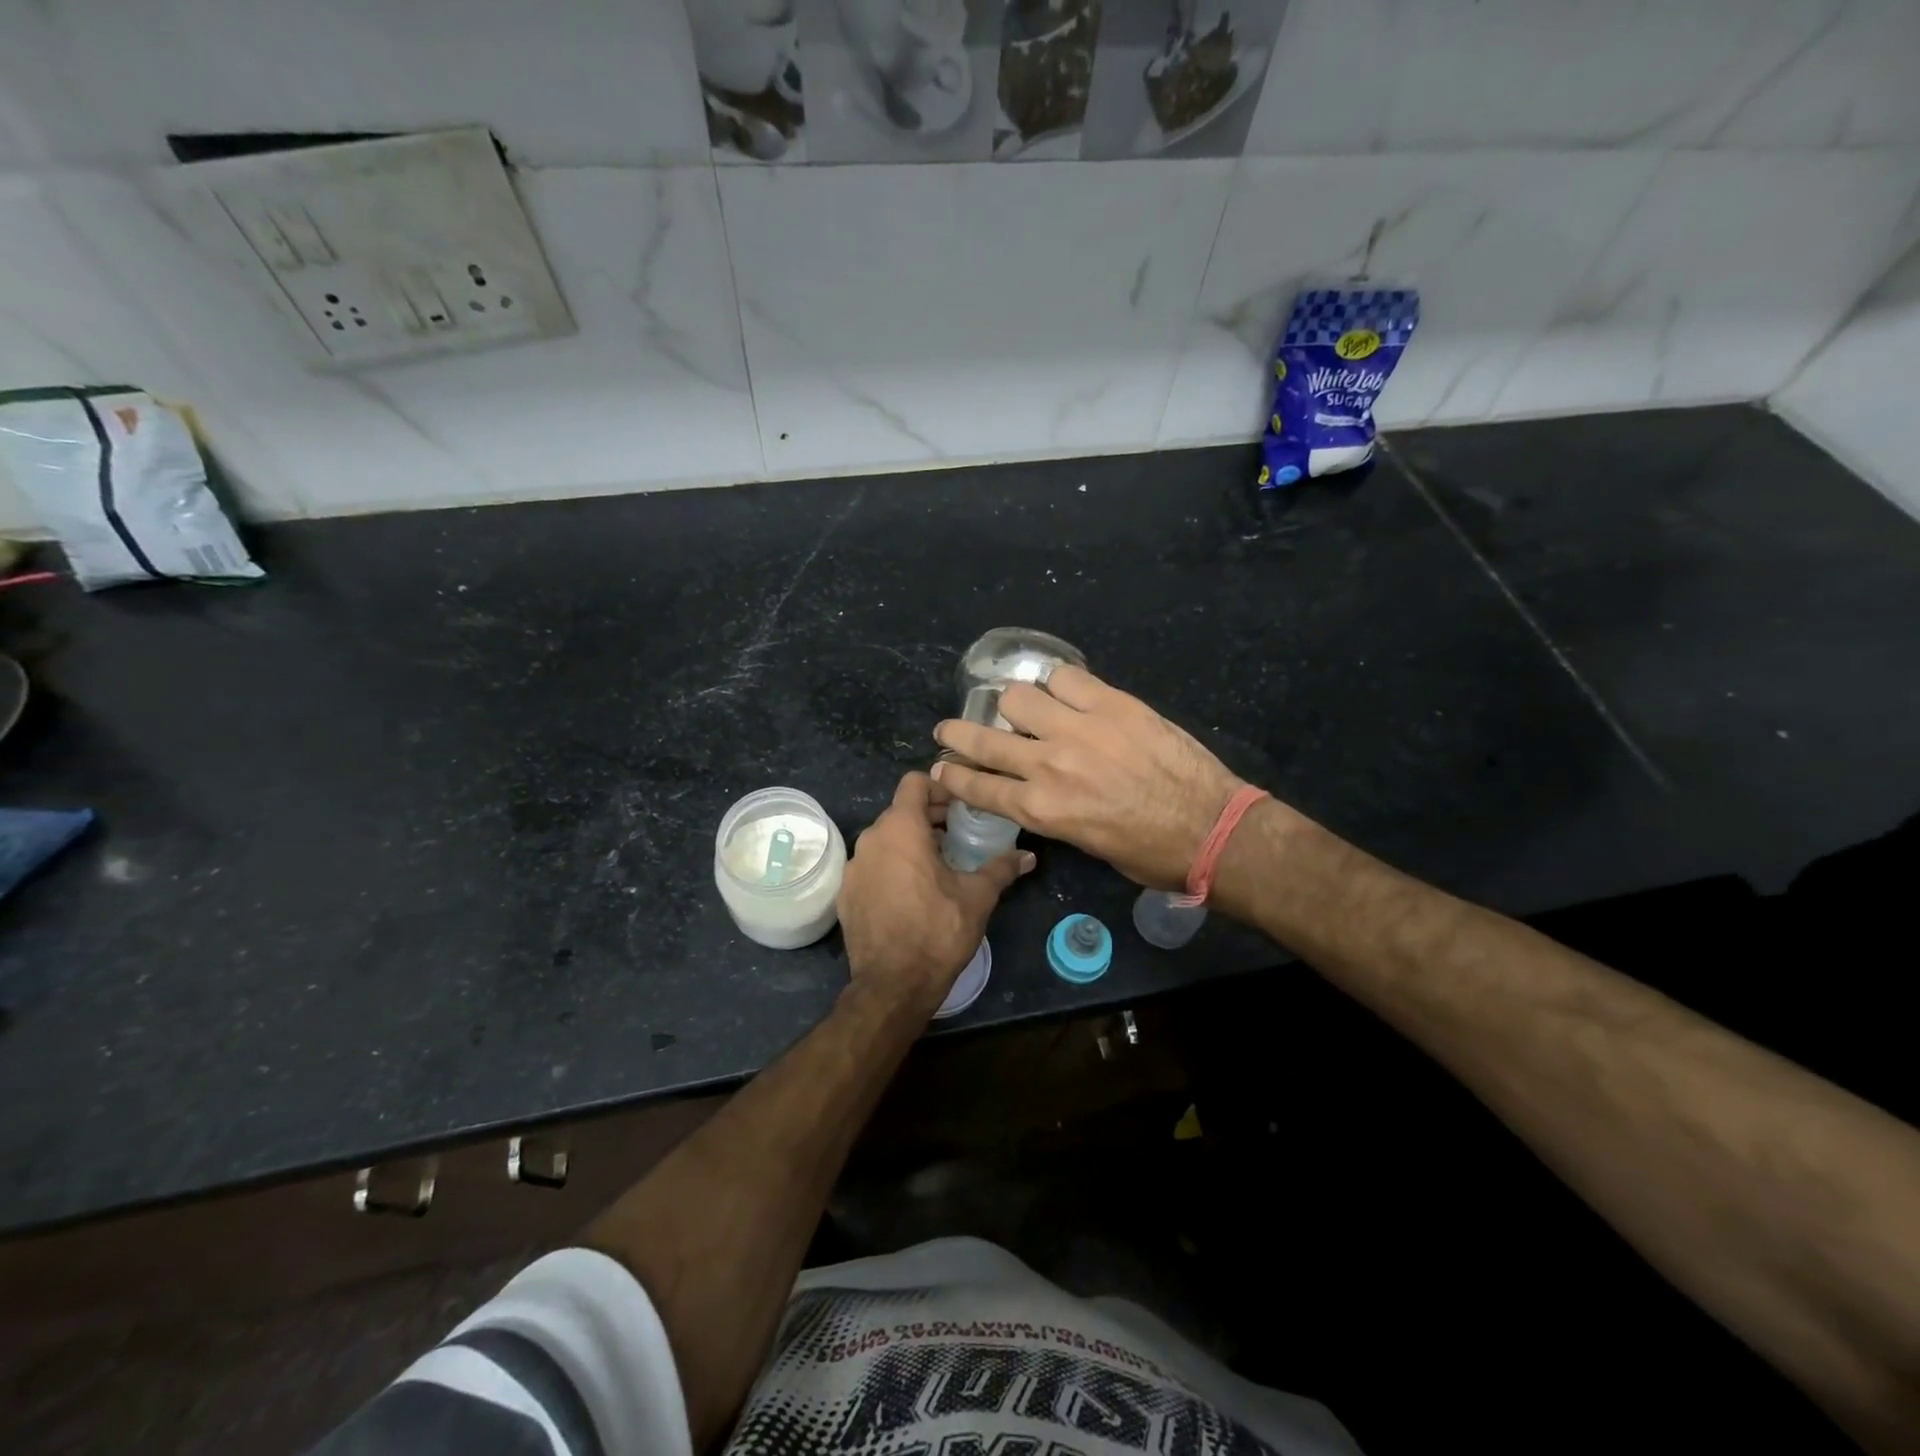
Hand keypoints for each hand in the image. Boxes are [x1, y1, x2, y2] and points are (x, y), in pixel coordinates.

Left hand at [837, 771, 1033, 1016]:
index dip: (940, 788)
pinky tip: (913, 895)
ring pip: (885, 840)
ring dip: (911, 844)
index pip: (915, 783)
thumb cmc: (938, 931)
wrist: (892, 985)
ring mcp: (854, 868)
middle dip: (930, 818)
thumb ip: (1001, 869)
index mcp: (900, 829)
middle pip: (901, 811)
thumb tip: (1028, 856)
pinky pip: (872, 867)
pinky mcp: (845, 894)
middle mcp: (871, 839)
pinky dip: (892, 868)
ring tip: (938, 866)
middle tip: (959, 836)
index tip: (961, 808)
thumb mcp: (977, 897)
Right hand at [931, 665, 1244, 891]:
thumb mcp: (1083, 843)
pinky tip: (1060, 690)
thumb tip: (1036, 788)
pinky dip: (1056, 683)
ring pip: (1018, 697)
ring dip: (1012, 705)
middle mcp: (1048, 764)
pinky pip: (1066, 677)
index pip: (978, 787)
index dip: (953, 776)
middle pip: (984, 739)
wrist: (1210, 827)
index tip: (939, 767)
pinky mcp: (1111, 703)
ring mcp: (1079, 728)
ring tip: (1019, 708)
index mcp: (1041, 809)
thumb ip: (1051, 811)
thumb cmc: (1148, 851)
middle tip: (948, 729)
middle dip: (957, 735)